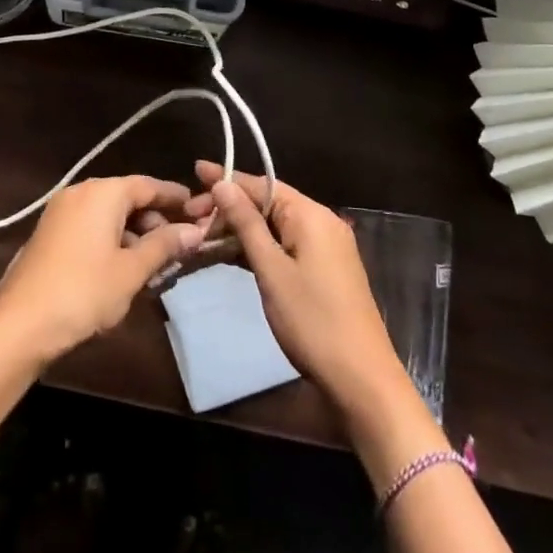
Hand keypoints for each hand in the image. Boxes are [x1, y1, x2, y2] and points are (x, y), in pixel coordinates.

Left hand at [0, 175, 210, 365]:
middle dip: (155, 222)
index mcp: (102, 192)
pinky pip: (91, 227)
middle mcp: (81, 192)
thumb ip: (164, 246)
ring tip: (155, 267)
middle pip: (128, 199)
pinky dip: (112, 241)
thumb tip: (195, 230)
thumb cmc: (84, 291)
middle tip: (179, 249)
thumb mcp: (131, 270)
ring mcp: (61, 212)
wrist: (20, 324)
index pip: (148, 185)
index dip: (174, 197)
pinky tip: (124, 270)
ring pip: (109, 216)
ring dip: (134, 236)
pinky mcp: (50, 234)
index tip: (199, 209)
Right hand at [186, 161, 409, 415]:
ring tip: (202, 235)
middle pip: (268, 203)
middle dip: (229, 207)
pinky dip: (257, 247)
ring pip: (274, 226)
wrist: (361, 380)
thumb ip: (246, 223)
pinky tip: (230, 254)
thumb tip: (222, 184)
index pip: (262, 184)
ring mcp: (324, 247)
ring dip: (240, 229)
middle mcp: (321, 222)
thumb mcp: (271, 270)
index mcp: (311, 215)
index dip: (227, 179)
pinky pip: (284, 245)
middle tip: (190, 216)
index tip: (194, 172)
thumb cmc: (312, 320)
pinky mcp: (323, 270)